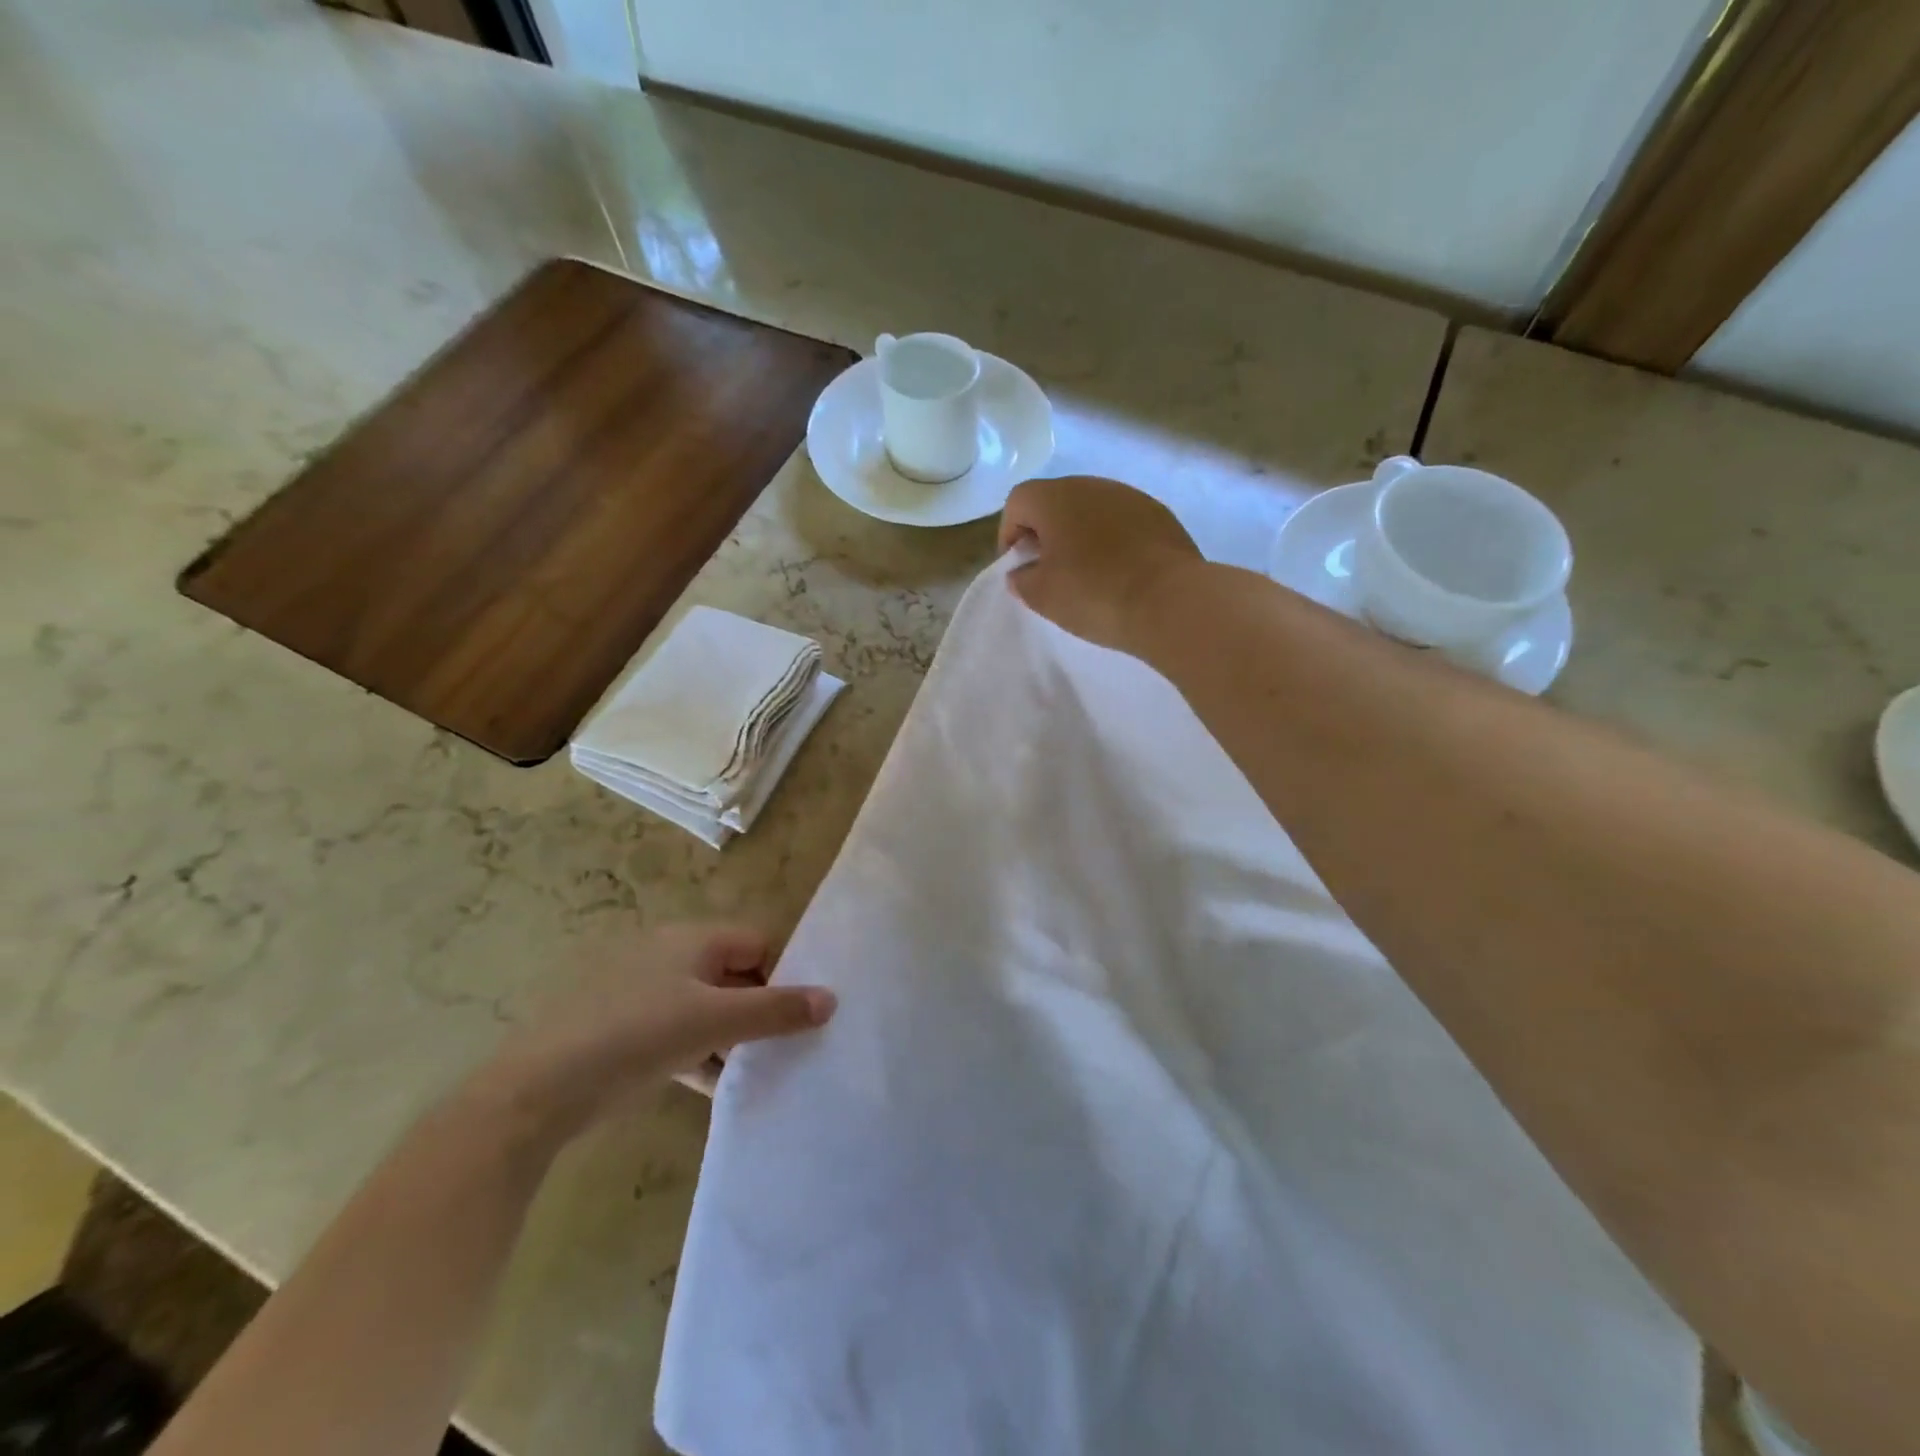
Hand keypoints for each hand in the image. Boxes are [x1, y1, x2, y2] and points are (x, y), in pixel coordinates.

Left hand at [479, 925, 834, 1139]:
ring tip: (753, 1071)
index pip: (757, 943)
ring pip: (705, 1007)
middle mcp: (668, 955)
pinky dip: (698, 1053)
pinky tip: (711, 1086)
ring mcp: (641, 993)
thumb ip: (776, 1010)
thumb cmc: (637, 1035)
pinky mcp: (622, 1029)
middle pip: (733, 975)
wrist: (537, 1090)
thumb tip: (831, 1000)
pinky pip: (677, 1032)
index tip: (798, 1017)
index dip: (783, 975)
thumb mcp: (715, 1021)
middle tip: (781, 1048)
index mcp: (691, 939)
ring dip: (730, 1036)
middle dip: (758, 1010)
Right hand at [998, 476, 1204, 653]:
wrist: (1170, 601)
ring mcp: (1130, 496)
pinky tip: (1120, 572)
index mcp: (1055, 498)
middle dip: (1046, 532)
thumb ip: (1021, 580)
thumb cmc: (1094, 594)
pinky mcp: (1160, 514)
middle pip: (1056, 501)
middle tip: (1049, 570)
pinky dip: (1113, 541)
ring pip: (1092, 510)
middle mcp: (1092, 485)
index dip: (1010, 534)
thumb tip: (1022, 572)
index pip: (1018, 502)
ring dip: (1081, 535)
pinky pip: (1123, 522)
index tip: (1018, 567)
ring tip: (1087, 573)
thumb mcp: (1042, 596)